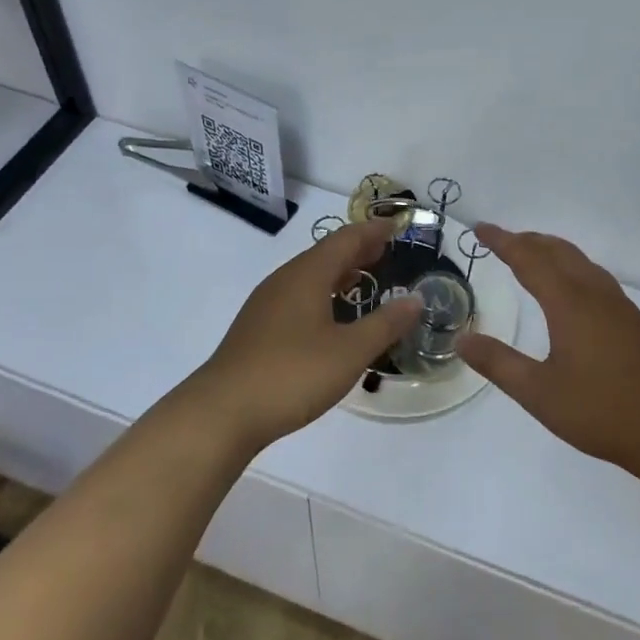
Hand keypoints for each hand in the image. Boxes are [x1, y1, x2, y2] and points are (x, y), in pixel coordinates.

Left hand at [193, 218, 422, 450]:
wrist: (223, 412)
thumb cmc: (292, 374)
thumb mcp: (349, 352)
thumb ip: (385, 324)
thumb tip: (415, 299)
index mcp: (307, 275)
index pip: (345, 239)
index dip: (372, 231)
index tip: (396, 227)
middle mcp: (284, 280)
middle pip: (325, 254)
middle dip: (357, 249)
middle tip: (385, 250)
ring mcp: (267, 304)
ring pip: (309, 275)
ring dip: (339, 272)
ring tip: (365, 278)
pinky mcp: (258, 328)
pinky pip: (298, 295)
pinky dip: (322, 293)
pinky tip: (330, 315)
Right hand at [458, 224, 639, 472]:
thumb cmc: (601, 412)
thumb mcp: (539, 394)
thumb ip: (499, 363)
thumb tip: (462, 340)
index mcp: (569, 303)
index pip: (528, 258)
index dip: (502, 241)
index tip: (480, 229)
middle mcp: (594, 293)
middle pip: (557, 250)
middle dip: (527, 240)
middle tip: (500, 241)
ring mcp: (618, 304)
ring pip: (580, 261)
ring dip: (551, 251)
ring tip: (531, 256)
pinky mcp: (633, 319)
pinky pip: (594, 276)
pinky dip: (570, 267)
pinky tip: (570, 289)